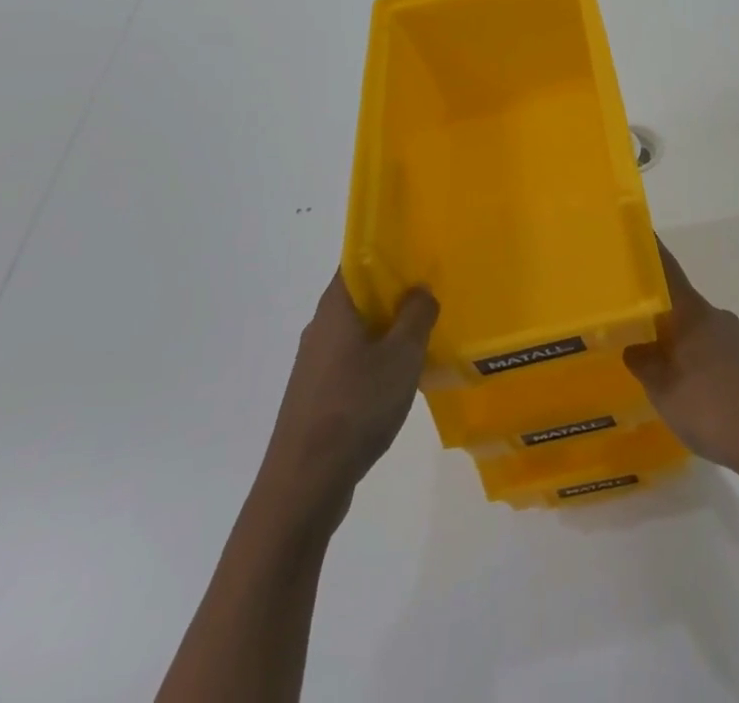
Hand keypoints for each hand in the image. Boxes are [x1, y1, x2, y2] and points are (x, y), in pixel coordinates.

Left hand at [263, 272, 437, 510]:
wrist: (304, 485)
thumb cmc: (355, 407)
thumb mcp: (402, 356)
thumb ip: (417, 315)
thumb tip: (420, 290)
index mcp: (336, 307)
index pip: (359, 260)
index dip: (389, 253)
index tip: (421, 255)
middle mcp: (321, 328)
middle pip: (361, 295)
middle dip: (396, 293)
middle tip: (434, 295)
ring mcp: (315, 364)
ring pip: (359, 331)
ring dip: (389, 330)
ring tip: (426, 336)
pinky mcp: (317, 395)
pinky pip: (353, 362)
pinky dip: (378, 360)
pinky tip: (402, 378)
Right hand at [624, 243, 738, 475]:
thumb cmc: (709, 409)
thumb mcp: (662, 390)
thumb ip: (644, 362)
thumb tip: (633, 344)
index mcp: (693, 314)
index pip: (668, 272)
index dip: (653, 253)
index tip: (640, 235)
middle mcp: (717, 317)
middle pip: (682, 304)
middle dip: (660, 310)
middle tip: (635, 322)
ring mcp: (737, 340)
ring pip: (699, 331)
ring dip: (680, 340)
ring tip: (659, 365)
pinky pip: (715, 352)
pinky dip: (699, 362)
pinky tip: (692, 390)